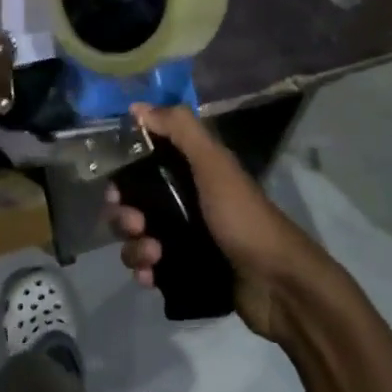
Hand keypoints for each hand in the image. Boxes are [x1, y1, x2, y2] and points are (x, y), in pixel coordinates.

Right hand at [105, 104, 333, 341]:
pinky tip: (152, 276)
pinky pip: (148, 269)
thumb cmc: (243, 218)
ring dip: (135, 248)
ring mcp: (183, 240)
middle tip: (136, 224)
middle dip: (124, 215)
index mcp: (191, 173)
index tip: (115, 185)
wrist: (277, 284)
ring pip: (137, 239)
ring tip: (154, 255)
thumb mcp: (213, 165)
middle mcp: (184, 203)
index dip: (124, 173)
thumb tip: (137, 106)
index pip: (144, 165)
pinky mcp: (183, 272)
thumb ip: (180, 130)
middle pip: (133, 204)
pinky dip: (145, 271)